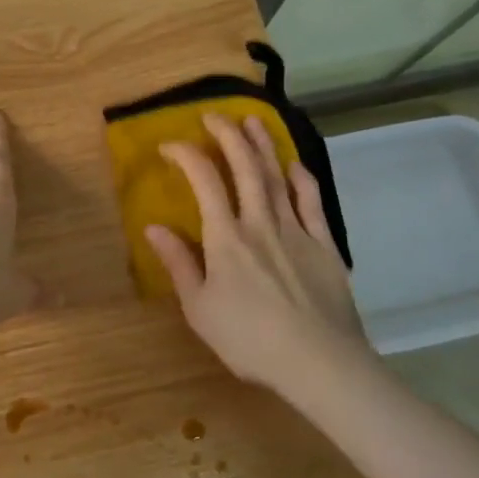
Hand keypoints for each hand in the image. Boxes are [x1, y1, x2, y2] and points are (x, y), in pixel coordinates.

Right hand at [145, 114, 375, 401]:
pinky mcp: (325, 245)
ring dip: (263, 146)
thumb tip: (153, 227)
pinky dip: (303, 180)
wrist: (319, 362)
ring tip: (253, 121)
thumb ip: (178, 264)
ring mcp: (296, 231)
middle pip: (245, 168)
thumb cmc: (249, 339)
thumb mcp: (200, 309)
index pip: (204, 181)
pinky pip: (313, 203)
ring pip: (278, 177)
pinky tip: (295, 165)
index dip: (186, 155)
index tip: (170, 145)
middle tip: (215, 115)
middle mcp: (260, 223)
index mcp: (226, 237)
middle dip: (228, 136)